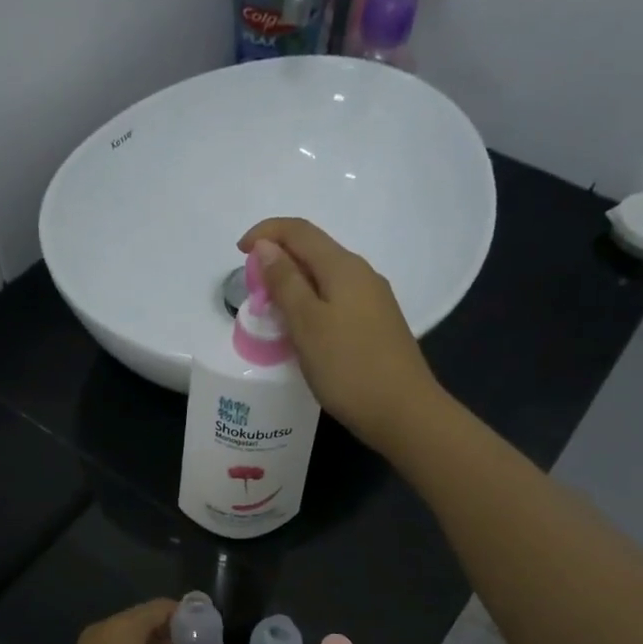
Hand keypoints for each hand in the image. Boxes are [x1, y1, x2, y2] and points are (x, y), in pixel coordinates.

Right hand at [238, 218, 443, 453]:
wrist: (403, 412)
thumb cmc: (349, 368)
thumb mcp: (307, 323)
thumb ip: (285, 282)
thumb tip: (267, 246)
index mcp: (344, 267)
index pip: (299, 231)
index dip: (266, 233)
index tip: (239, 253)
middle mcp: (362, 275)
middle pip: (314, 251)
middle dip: (278, 260)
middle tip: (252, 291)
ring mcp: (373, 301)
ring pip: (325, 278)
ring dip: (294, 285)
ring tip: (271, 313)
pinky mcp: (376, 326)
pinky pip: (336, 301)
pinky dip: (311, 305)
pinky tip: (302, 332)